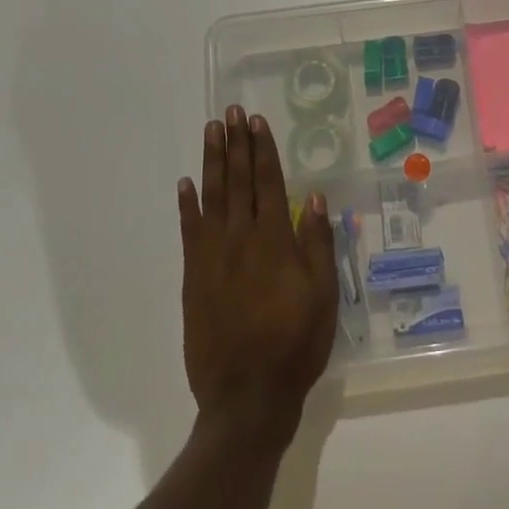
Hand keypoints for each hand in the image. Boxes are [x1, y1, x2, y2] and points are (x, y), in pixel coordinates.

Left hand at [178, 107, 337, 436]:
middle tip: (230, 112)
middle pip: (238, 181)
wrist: (247, 395)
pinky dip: (187, 205)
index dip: (262, 150)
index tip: (256, 121)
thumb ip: (317, 244)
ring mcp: (212, 256)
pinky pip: (189, 231)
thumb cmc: (295, 344)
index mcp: (274, 241)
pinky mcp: (194, 277)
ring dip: (212, 162)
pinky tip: (186, 183)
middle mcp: (241, 239)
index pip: (268, 182)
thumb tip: (313, 198)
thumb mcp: (322, 295)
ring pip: (212, 197)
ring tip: (211, 132)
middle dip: (236, 144)